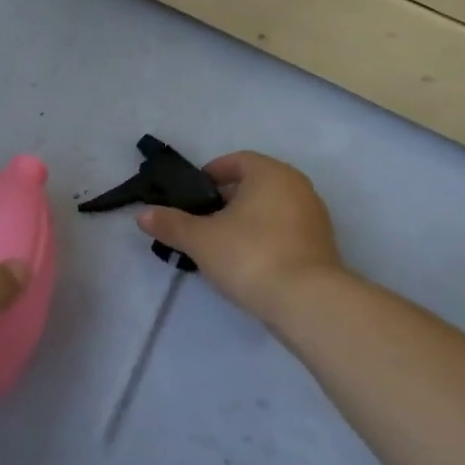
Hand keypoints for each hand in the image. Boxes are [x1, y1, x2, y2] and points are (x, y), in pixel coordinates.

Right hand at [135, 152, 348, 322]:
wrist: (308, 302)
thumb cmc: (250, 255)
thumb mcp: (200, 239)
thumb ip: (171, 224)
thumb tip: (142, 214)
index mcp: (270, 173)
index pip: (236, 161)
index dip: (210, 175)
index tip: (191, 197)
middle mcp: (297, 187)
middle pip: (253, 185)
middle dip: (225, 200)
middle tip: (200, 222)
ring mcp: (314, 217)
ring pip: (270, 210)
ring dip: (245, 221)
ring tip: (219, 246)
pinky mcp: (321, 247)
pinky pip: (284, 232)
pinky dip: (264, 239)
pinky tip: (246, 263)